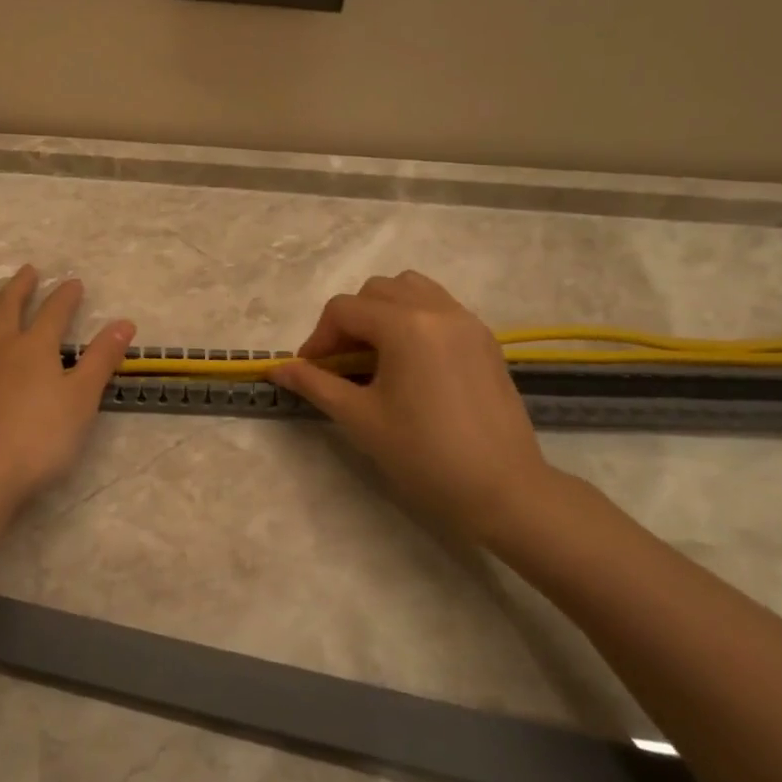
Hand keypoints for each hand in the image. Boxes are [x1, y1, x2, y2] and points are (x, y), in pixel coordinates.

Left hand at [0, 266, 135, 520]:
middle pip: (8, 305)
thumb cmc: (39, 441)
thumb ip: (101, 359)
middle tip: (27, 271)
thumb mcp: (82, 401)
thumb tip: (125, 322)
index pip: (54, 312)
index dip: (66, 296)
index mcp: (34, 347)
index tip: (73, 283)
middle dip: (20, 286)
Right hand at [270, 271, 560, 545]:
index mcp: (406, 325)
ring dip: (383, 312)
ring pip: (411, 290)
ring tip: (375, 355)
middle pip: (376, 291)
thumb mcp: (360, 418)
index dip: (318, 339)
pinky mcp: (485, 341)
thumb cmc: (424, 455)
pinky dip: (414, 320)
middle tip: (341, 364)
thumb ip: (316, 385)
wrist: (504, 491)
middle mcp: (438, 310)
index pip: (344, 310)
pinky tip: (409, 363)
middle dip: (349, 321)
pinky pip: (439, 308)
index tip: (311, 373)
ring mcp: (467, 322)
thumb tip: (277, 369)